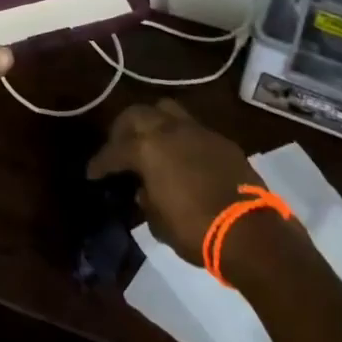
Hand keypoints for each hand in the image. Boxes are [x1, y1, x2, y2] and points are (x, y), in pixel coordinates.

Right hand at [86, 100, 262, 266]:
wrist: (249, 232)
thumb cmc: (195, 230)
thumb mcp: (158, 222)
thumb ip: (146, 199)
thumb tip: (143, 189)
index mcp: (148, 148)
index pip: (114, 151)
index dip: (100, 162)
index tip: (92, 173)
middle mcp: (170, 130)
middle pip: (137, 114)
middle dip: (123, 129)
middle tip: (118, 148)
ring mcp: (198, 131)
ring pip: (166, 110)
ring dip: (152, 122)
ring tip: (148, 142)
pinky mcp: (221, 140)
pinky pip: (191, 128)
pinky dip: (179, 136)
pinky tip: (180, 156)